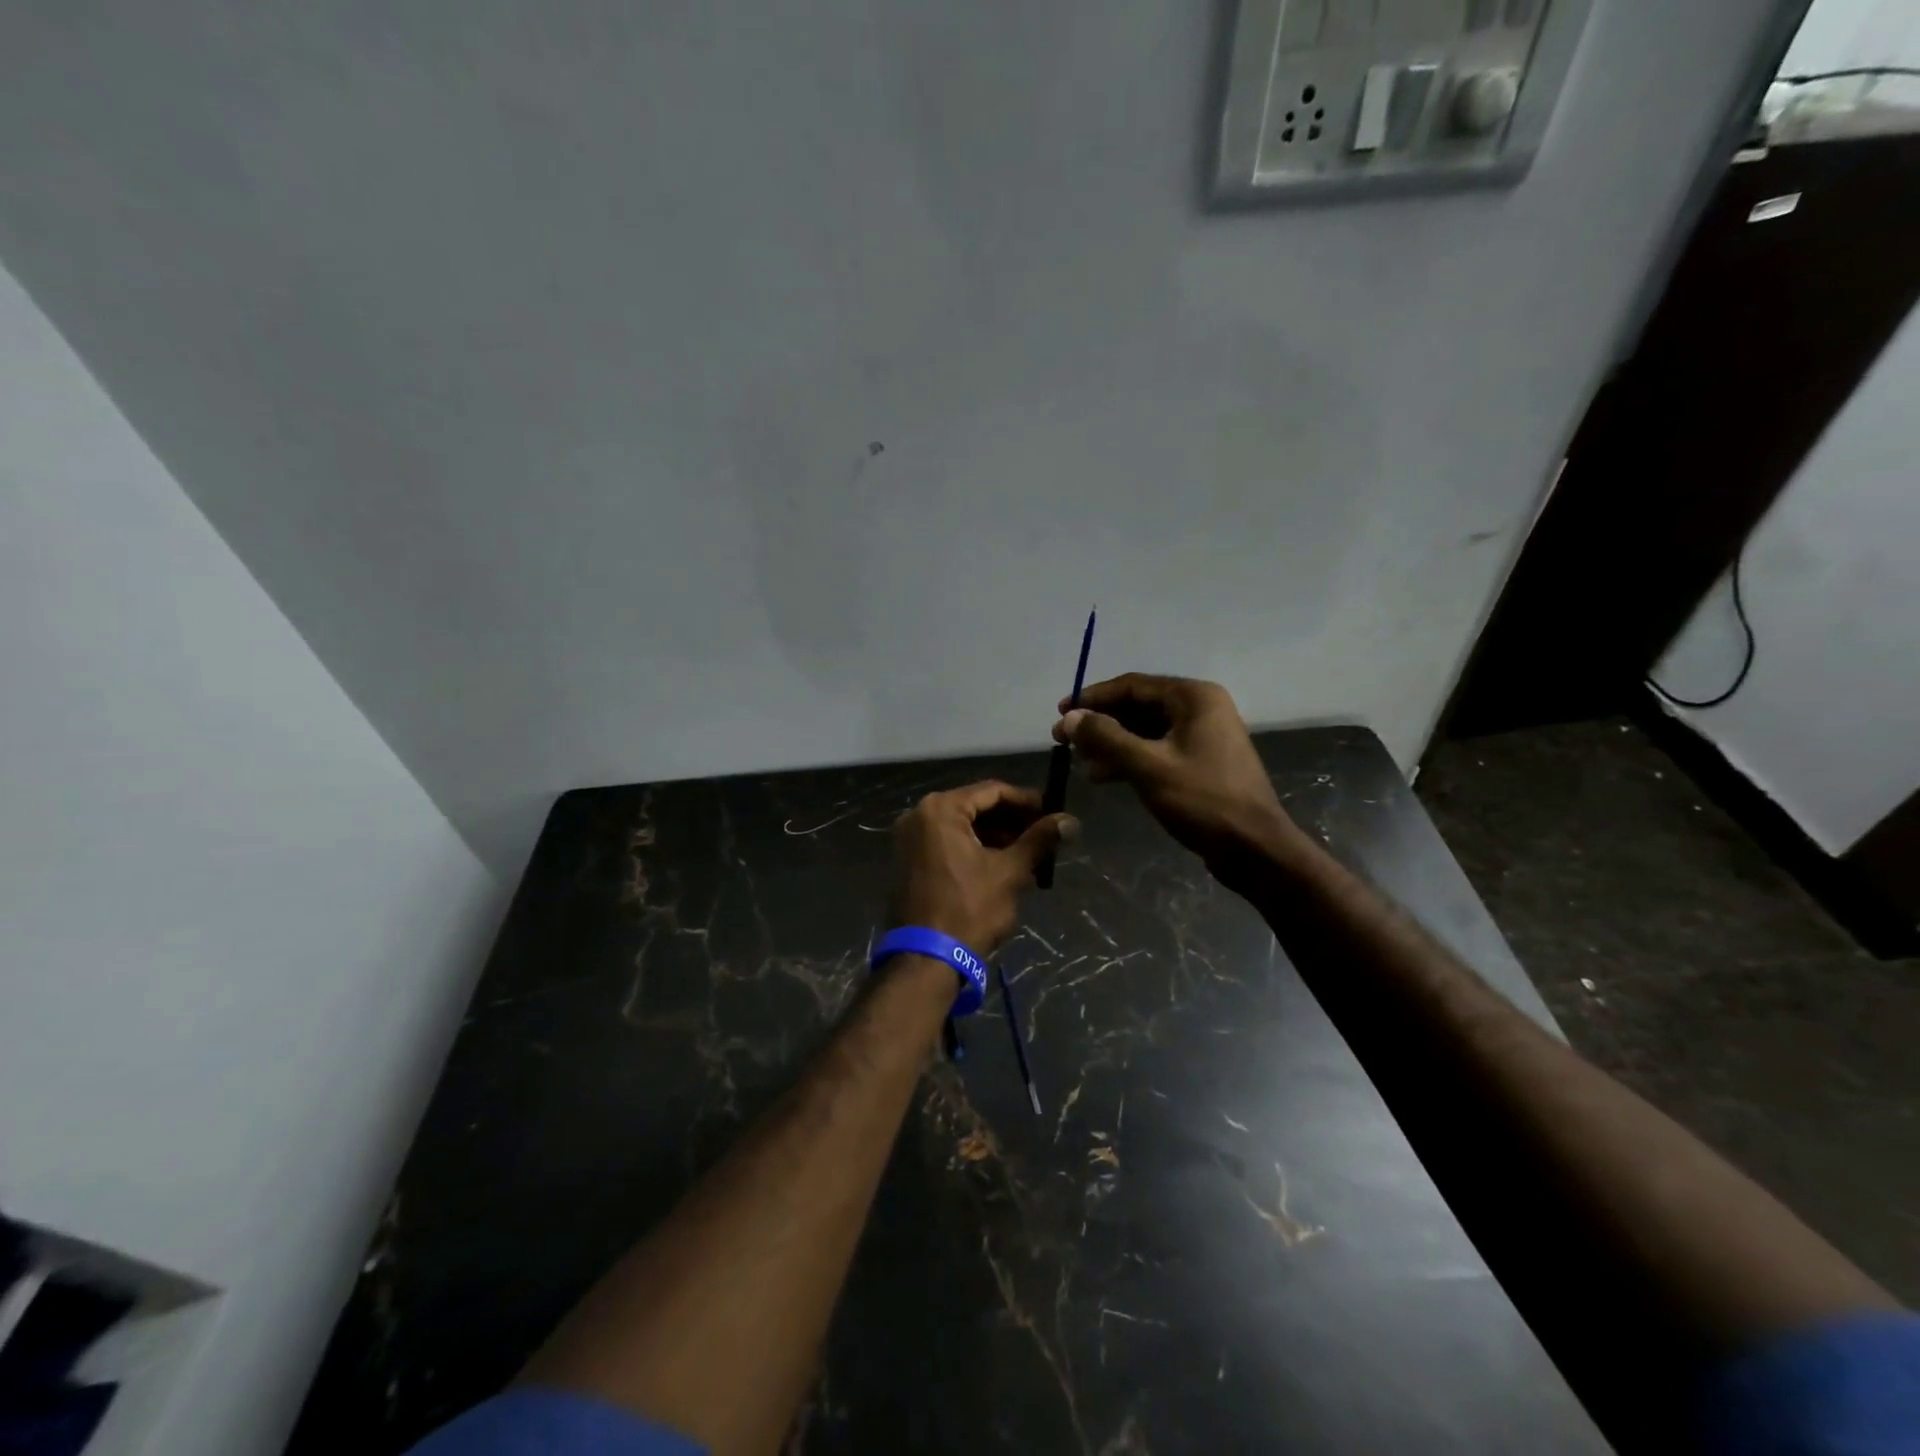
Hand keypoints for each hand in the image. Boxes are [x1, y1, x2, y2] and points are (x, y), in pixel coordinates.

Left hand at [890, 782, 1076, 953]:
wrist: (926, 959)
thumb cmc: (969, 909)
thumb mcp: (1009, 872)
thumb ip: (1039, 840)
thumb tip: (1070, 821)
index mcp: (940, 809)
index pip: (993, 791)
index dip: (1027, 801)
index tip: (1053, 813)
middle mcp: (918, 815)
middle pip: (976, 807)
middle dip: (1012, 821)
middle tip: (1044, 835)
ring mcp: (908, 839)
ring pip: (962, 827)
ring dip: (995, 837)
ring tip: (1029, 854)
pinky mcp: (907, 861)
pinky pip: (946, 843)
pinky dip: (974, 849)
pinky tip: (1002, 865)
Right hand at [1054, 674, 1302, 885]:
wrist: (1255, 848)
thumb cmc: (1203, 800)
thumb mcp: (1148, 766)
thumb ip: (1106, 737)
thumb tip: (1069, 717)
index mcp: (1193, 697)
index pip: (1131, 686)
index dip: (1092, 698)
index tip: (1060, 713)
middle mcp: (1200, 708)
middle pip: (1137, 706)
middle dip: (1099, 723)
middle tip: (1063, 740)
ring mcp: (1202, 736)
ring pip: (1144, 731)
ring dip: (1111, 743)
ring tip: (1079, 762)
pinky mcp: (1200, 762)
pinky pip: (1156, 750)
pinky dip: (1129, 759)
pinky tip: (1102, 775)